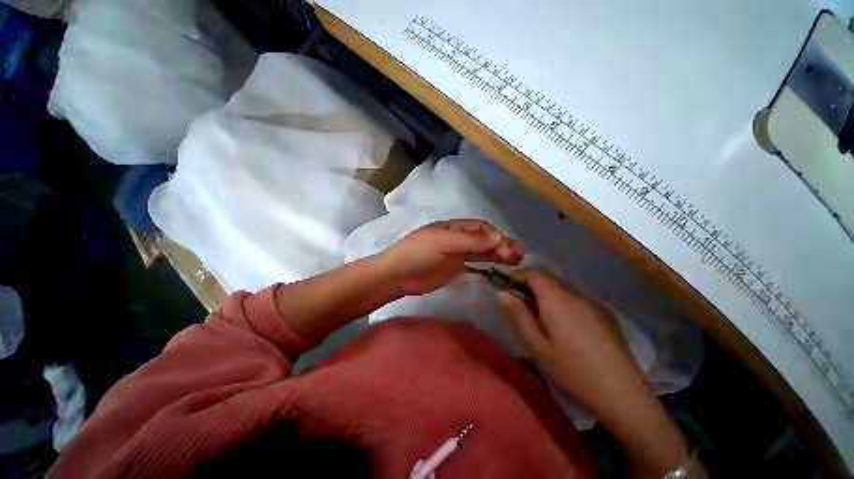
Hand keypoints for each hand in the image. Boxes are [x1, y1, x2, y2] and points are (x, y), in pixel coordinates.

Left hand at [379, 220, 523, 295]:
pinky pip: (476, 262)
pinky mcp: (456, 266)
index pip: (480, 228)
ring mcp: (457, 253)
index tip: (505, 247)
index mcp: (453, 227)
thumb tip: (498, 239)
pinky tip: (500, 266)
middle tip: (518, 255)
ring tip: (516, 259)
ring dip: (498, 253)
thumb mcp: (442, 243)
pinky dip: (488, 262)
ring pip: (482, 250)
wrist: (398, 275)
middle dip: (501, 244)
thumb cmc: (417, 253)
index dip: (494, 235)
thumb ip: (469, 241)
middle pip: (484, 238)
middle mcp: (458, 238)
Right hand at [495, 269, 648, 420]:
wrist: (624, 396)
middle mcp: (577, 295)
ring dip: (545, 296)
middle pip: (548, 279)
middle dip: (529, 286)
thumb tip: (501, 293)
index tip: (506, 287)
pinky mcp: (604, 315)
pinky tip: (564, 328)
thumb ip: (518, 316)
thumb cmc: (573, 372)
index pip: (534, 273)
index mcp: (558, 301)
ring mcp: (593, 304)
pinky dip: (561, 304)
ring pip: (561, 289)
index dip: (518, 275)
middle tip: (519, 307)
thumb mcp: (537, 347)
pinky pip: (575, 300)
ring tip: (540, 320)